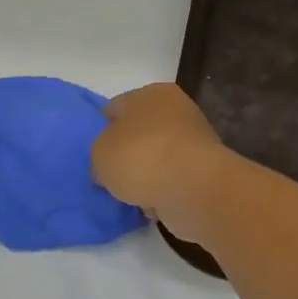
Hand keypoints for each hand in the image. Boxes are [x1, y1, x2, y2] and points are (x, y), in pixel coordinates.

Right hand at [92, 83, 233, 245]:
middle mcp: (176, 110)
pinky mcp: (205, 172)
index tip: (92, 154)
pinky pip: (172, 180)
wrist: (194, 190)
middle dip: (125, 154)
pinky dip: (162, 191)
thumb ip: (99, 154)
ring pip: (156, 158)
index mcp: (151, 93)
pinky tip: (151, 205)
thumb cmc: (141, 158)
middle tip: (109, 176)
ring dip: (145, 175)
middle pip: (138, 133)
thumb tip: (108, 166)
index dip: (100, 130)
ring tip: (129, 195)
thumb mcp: (99, 153)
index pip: (115, 108)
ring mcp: (194, 141)